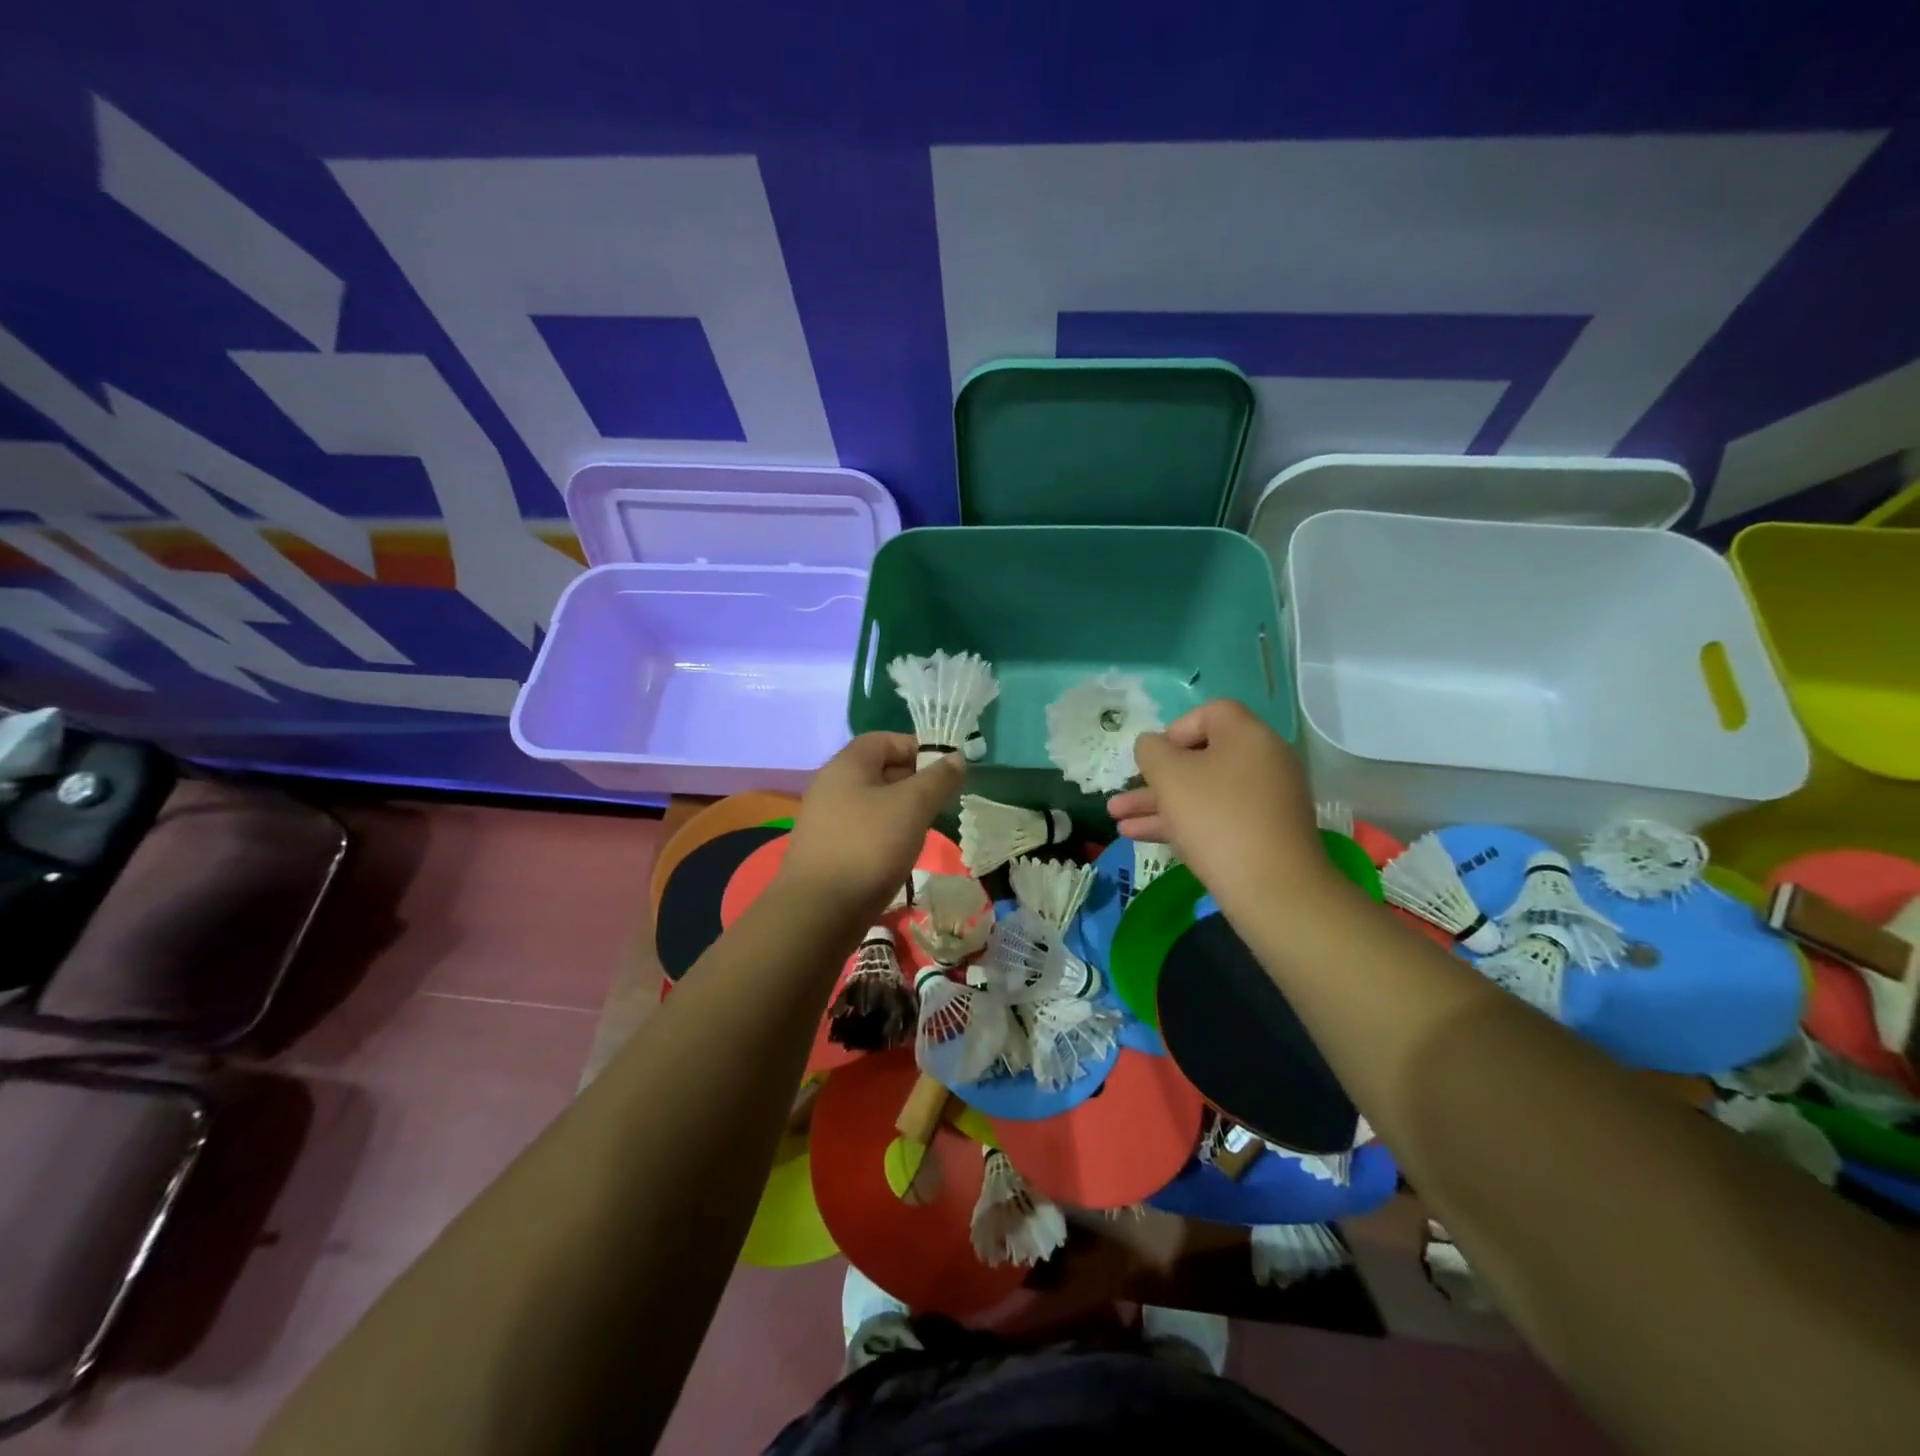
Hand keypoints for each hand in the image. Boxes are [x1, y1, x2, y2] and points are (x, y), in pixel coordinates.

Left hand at [777, 734, 963, 924]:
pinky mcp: (827, 850)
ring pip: (872, 803)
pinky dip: (885, 834)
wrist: (818, 911)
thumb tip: (957, 757)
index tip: (945, 770)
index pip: (885, 740)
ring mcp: (825, 820)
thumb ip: (938, 779)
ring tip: (925, 829)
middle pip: (878, 770)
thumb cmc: (869, 846)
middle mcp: (830, 786)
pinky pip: (862, 830)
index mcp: (846, 765)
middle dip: (913, 781)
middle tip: (941, 801)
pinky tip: (900, 854)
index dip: (917, 748)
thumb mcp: (912, 806)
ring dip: (901, 811)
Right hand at [1107, 699, 1327, 913]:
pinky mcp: (1262, 835)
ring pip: (1203, 792)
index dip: (1174, 730)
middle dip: (1154, 778)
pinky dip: (1182, 822)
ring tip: (1117, 819)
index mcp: (1249, 736)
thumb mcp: (1170, 776)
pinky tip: (1139, 836)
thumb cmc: (1216, 818)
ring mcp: (1265, 801)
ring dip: (1158, 804)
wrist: (1272, 889)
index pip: (1210, 713)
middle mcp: (1263, 762)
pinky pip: (1216, 818)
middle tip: (1124, 793)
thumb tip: (1152, 746)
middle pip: (1201, 758)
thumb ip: (1151, 751)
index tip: (1154, 757)